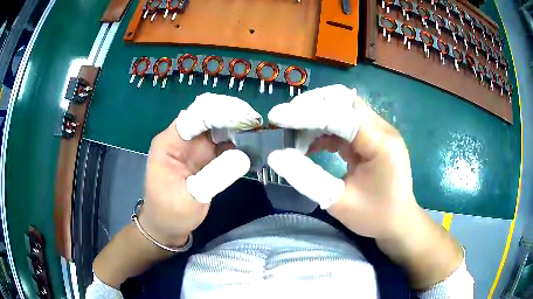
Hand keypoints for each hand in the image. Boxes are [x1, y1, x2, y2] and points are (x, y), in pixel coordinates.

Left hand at [139, 93, 261, 246]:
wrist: (167, 227)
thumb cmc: (170, 213)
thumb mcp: (190, 198)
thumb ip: (215, 176)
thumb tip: (244, 156)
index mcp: (170, 142)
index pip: (195, 115)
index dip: (220, 111)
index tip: (246, 117)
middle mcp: (183, 139)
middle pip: (208, 116)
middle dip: (232, 116)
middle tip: (257, 123)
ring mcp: (195, 147)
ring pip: (218, 127)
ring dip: (238, 128)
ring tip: (259, 132)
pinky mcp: (205, 158)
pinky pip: (224, 144)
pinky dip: (238, 143)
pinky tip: (253, 145)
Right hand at [267, 85, 463, 289]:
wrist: (399, 222)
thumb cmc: (374, 216)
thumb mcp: (338, 202)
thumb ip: (307, 177)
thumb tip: (276, 156)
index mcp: (381, 143)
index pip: (339, 115)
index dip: (305, 114)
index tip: (276, 117)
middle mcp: (382, 128)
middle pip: (343, 100)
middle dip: (310, 106)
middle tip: (284, 121)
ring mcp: (378, 130)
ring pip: (342, 107)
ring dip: (315, 116)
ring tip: (293, 134)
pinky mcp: (372, 136)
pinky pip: (344, 122)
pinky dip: (324, 128)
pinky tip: (309, 144)